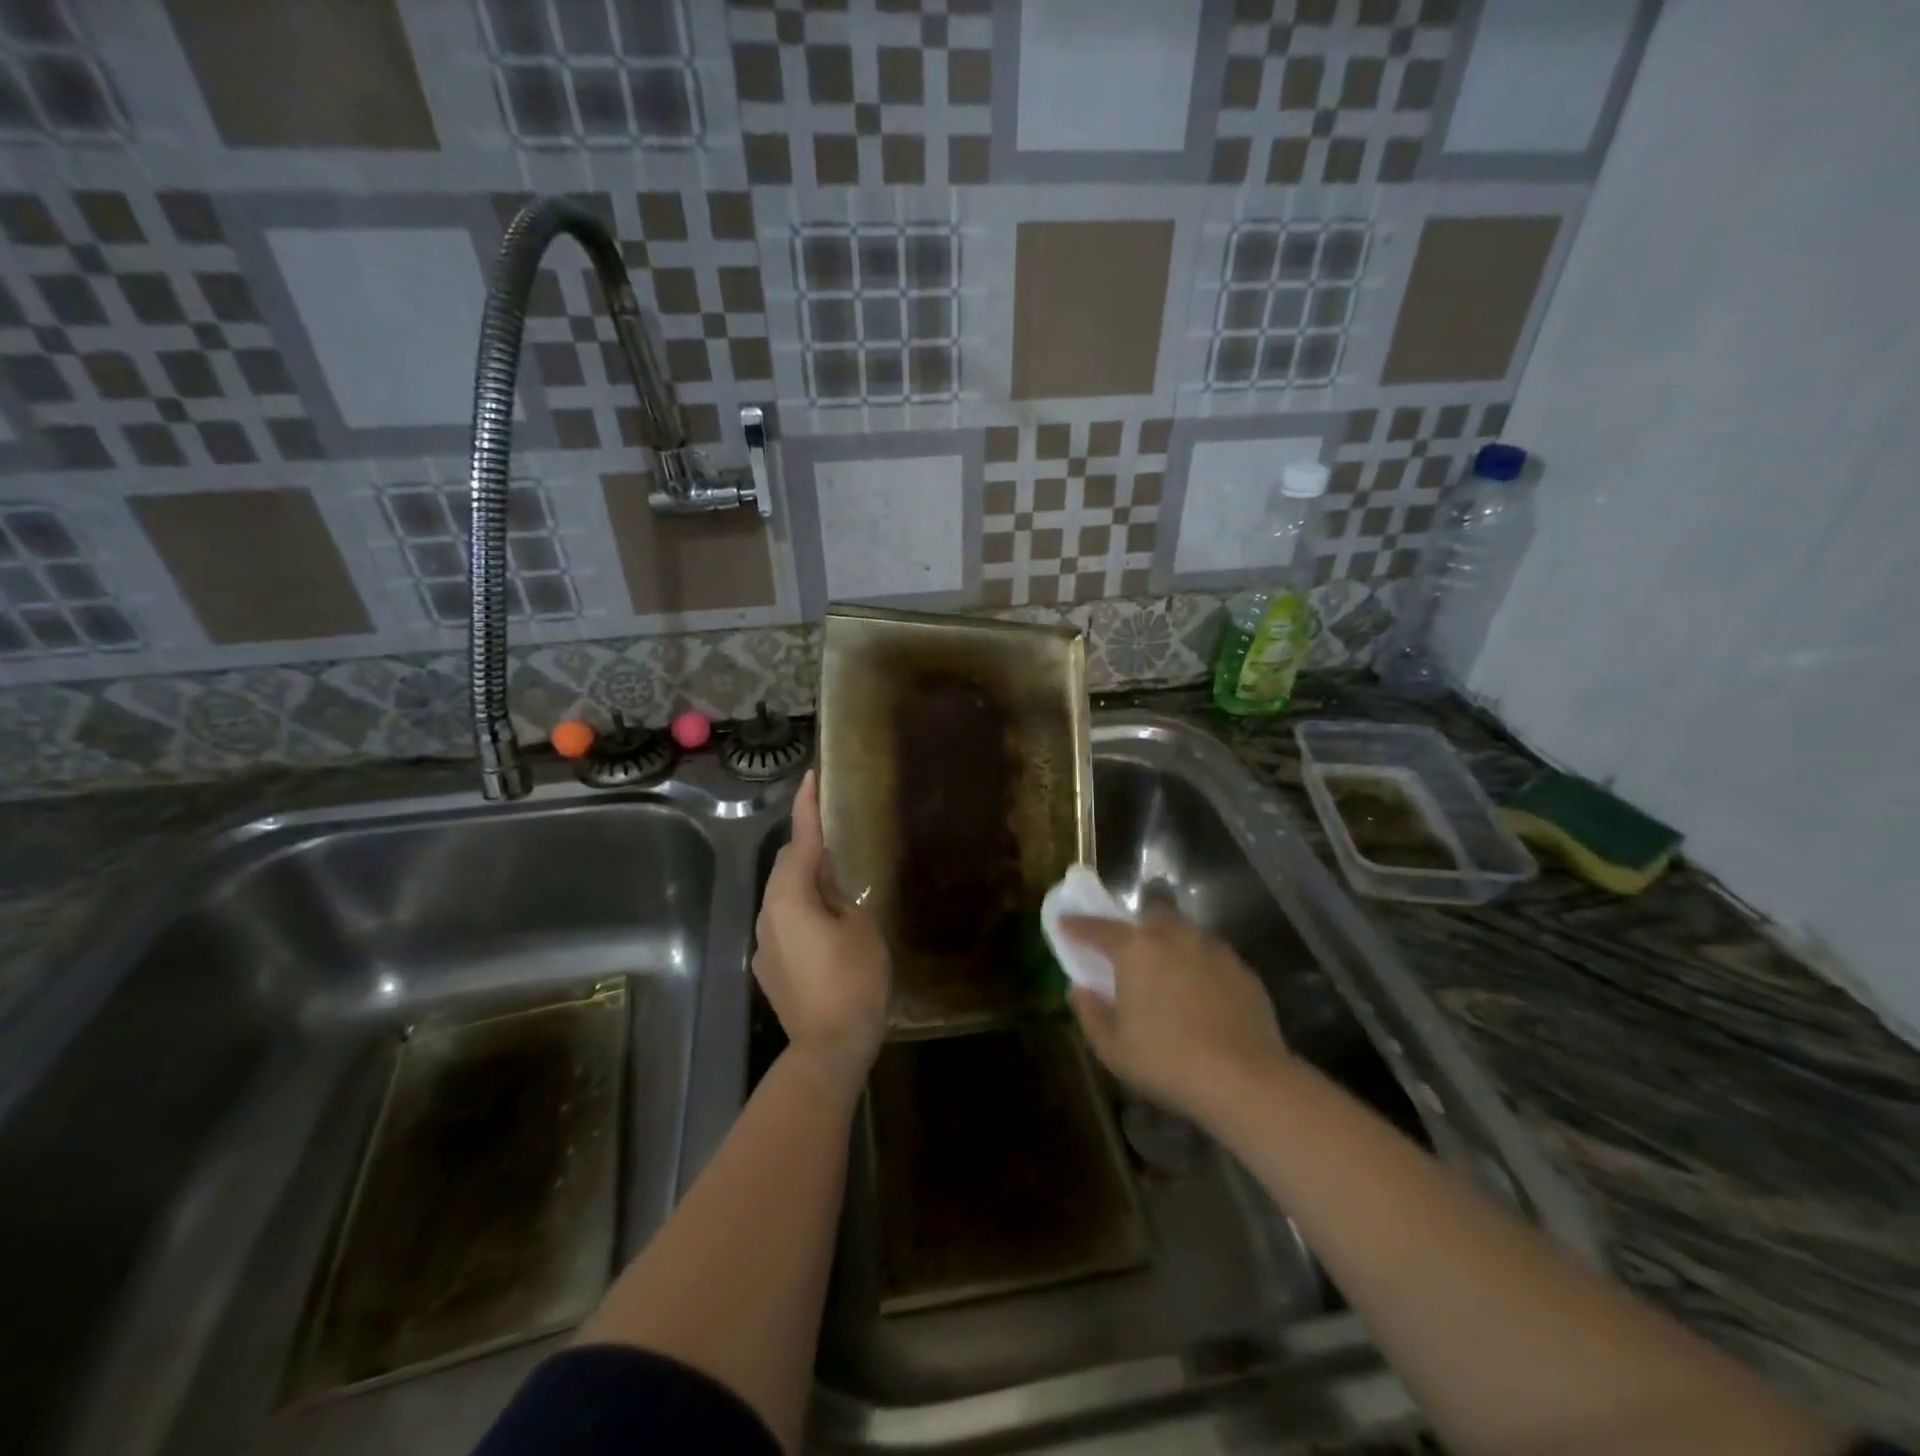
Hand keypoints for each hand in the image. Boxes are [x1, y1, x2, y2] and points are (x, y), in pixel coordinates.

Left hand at [754, 769, 891, 1088]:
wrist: (829, 1047)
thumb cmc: (853, 980)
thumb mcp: (860, 927)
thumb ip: (839, 896)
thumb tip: (826, 885)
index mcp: (790, 898)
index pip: (800, 841)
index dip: (807, 808)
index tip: (811, 777)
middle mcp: (767, 915)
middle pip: (785, 868)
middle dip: (806, 848)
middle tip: (834, 840)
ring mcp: (764, 945)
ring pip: (783, 897)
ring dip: (805, 883)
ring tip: (836, 885)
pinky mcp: (769, 968)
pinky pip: (784, 924)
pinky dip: (802, 912)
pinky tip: (826, 927)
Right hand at [1061, 908, 1288, 1122]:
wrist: (1244, 1078)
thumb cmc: (1167, 1060)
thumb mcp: (1113, 1047)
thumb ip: (1090, 1013)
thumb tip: (1079, 989)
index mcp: (1135, 949)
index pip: (1098, 929)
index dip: (1077, 926)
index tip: (1064, 923)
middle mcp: (1174, 936)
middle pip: (1148, 917)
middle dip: (1134, 928)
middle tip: (1127, 951)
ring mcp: (1212, 949)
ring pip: (1183, 932)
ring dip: (1169, 944)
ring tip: (1165, 972)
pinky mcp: (1242, 969)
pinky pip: (1211, 957)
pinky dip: (1198, 967)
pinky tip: (1200, 994)